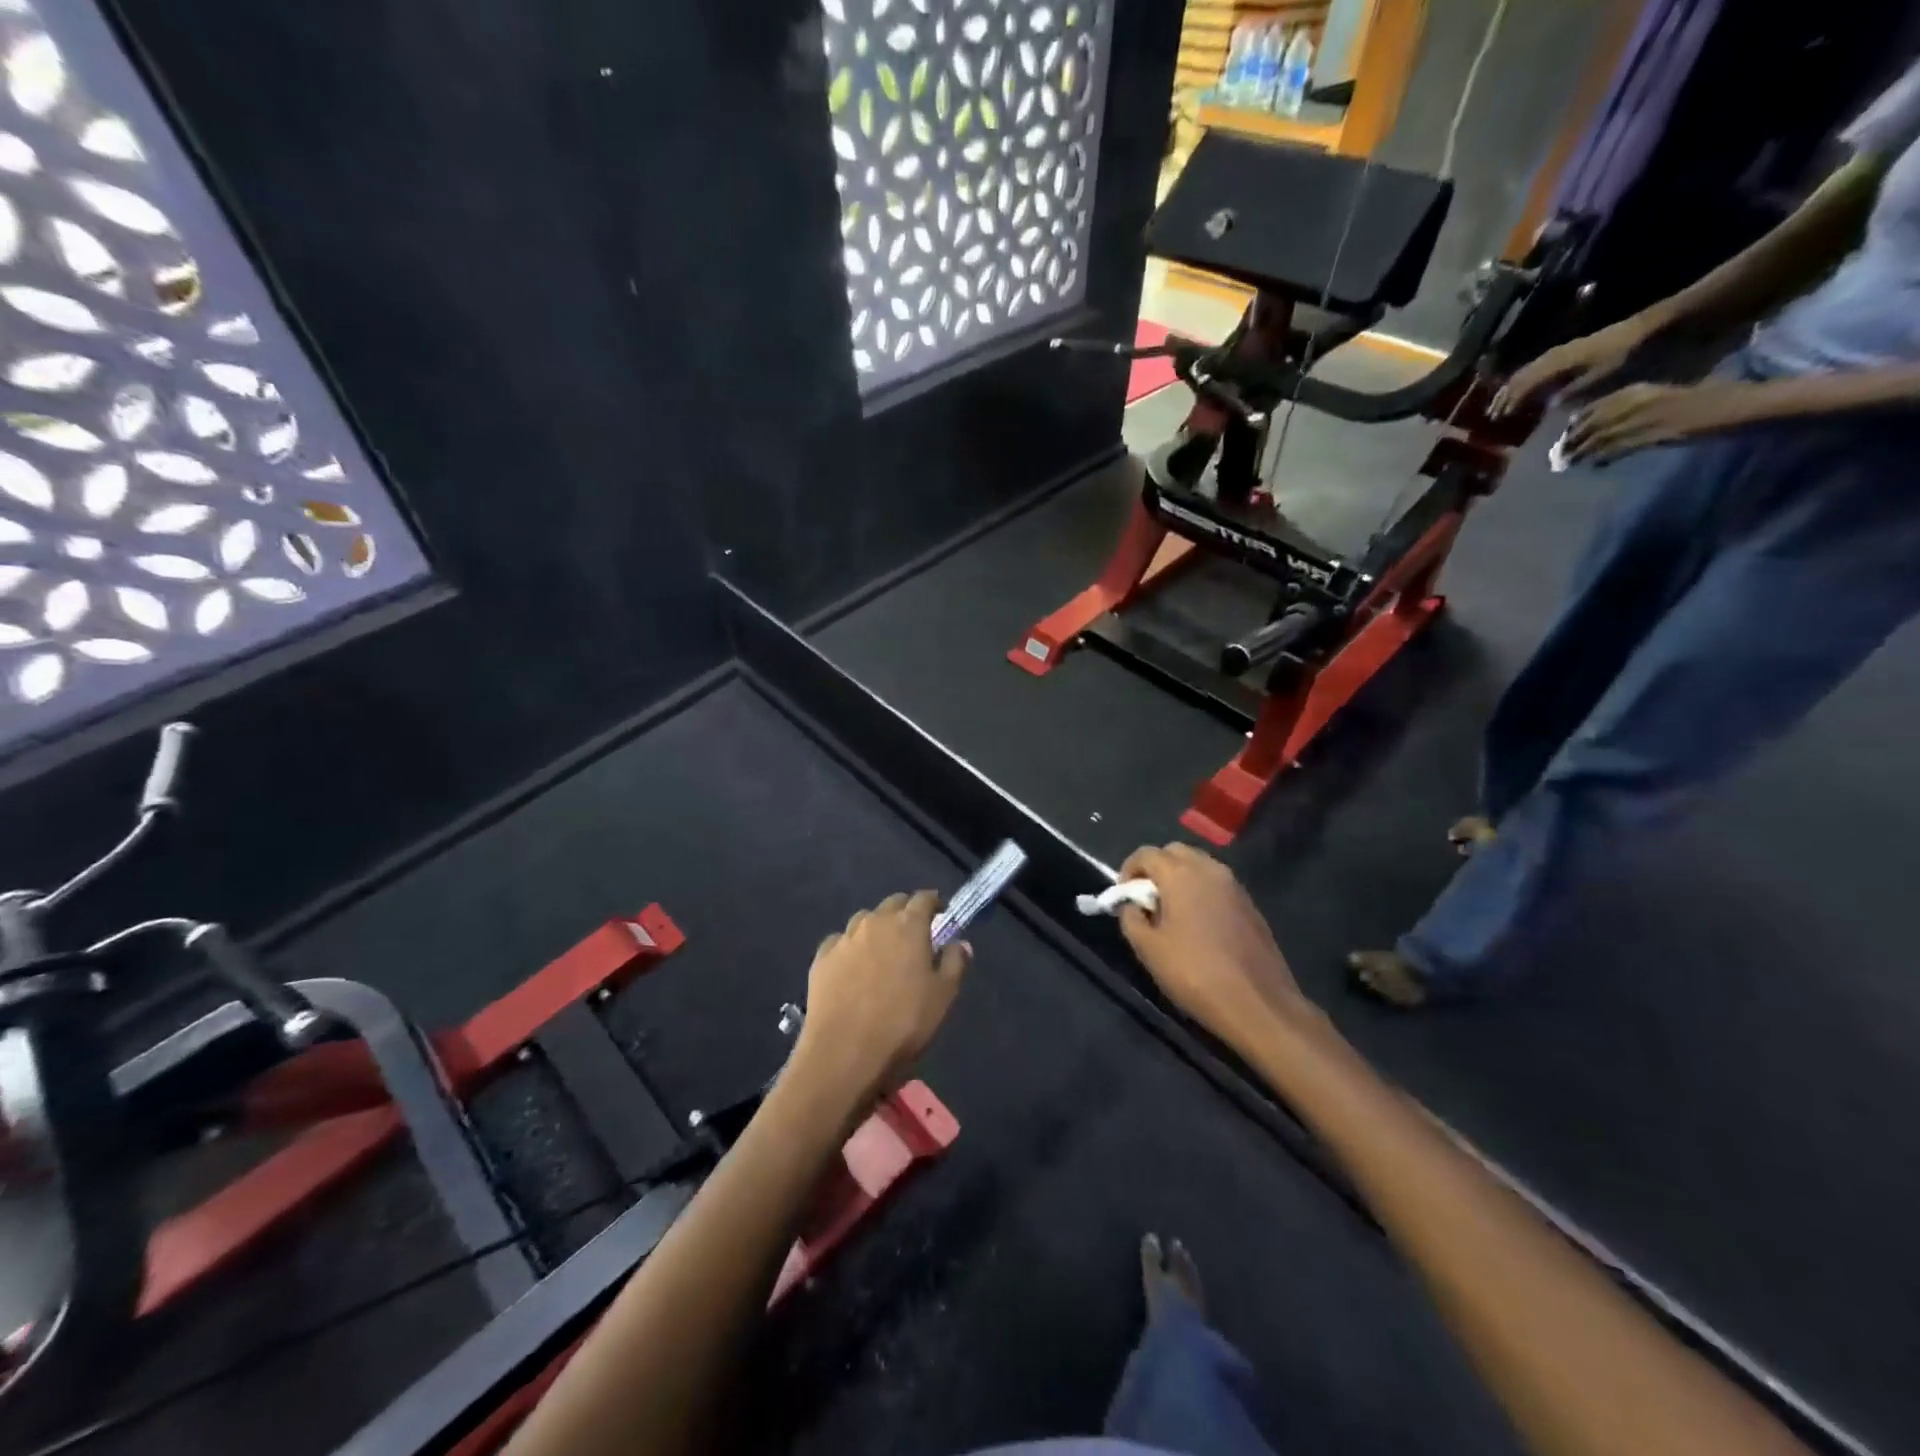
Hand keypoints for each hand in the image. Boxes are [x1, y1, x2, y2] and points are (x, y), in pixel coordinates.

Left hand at [792, 891, 968, 1107]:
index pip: (924, 898)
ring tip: (882, 951)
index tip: (940, 914)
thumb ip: (954, 963)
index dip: (934, 903)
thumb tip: (959, 942)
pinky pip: (840, 942)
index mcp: (908, 925)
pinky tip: (852, 968)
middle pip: (893, 904)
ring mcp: (845, 938)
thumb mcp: (943, 996)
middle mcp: (875, 922)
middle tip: (913, 935)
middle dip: (905, 912)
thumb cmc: (903, 1023)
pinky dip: (851, 948)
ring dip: (877, 928)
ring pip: (864, 920)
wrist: (844, 1052)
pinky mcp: (821, 958)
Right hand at [1116, 844, 1308, 1052]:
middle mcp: (1209, 869)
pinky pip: (1217, 885)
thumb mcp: (1149, 949)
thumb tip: (1131, 905)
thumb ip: (1131, 919)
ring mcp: (1234, 886)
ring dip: (1180, 878)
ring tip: (1171, 913)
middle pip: (1175, 852)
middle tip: (1146, 900)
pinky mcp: (1250, 904)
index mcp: (1181, 874)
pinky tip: (1198, 925)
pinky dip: (1201, 892)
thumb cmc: (1195, 973)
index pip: (1146, 854)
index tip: (1124, 896)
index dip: (1129, 870)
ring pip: (1199, 866)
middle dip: (1155, 869)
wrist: (1258, 1004)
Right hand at [1490, 317, 1650, 417]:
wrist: (1651, 329)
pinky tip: (1526, 391)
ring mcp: (1561, 352)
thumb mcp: (1603, 376)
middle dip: (1504, 396)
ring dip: (1512, 388)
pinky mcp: (1570, 351)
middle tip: (1492, 415)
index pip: (1524, 384)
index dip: (1509, 402)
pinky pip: (1538, 367)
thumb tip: (1549, 405)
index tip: (1498, 419)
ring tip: (1503, 403)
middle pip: (1520, 376)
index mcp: (1558, 363)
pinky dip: (1526, 381)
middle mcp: (1554, 356)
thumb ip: (1573, 391)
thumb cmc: (1627, 356)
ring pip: (1526, 371)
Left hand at [1562, 380, 1754, 463]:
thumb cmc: (1710, 400)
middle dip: (1571, 441)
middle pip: (1590, 425)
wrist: (1740, 405)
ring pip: (1597, 438)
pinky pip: (1617, 448)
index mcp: (1640, 389)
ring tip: (1565, 465)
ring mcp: (1642, 418)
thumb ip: (1640, 407)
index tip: (1565, 435)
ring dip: (1579, 453)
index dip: (1576, 423)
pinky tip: (1593, 466)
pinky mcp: (1651, 435)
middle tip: (1557, 457)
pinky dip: (1601, 458)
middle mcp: (1635, 402)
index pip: (1595, 407)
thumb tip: (1616, 427)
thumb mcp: (1666, 398)